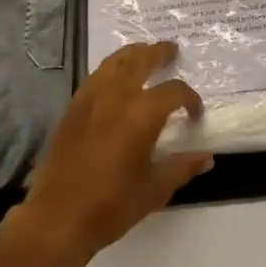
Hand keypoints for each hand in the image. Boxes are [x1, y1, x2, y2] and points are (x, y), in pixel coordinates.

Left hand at [7, 41, 213, 266]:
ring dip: (133, 53)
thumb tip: (207, 157)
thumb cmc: (112, 205)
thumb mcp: (155, 190)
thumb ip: (182, 167)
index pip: (174, 92)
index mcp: (142, 113)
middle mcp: (117, 95)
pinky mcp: (73, 107)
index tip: (195, 113)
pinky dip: (111, 68)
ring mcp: (91, 97)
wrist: (58, 217)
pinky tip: (116, 78)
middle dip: (159, 52)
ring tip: (144, 53)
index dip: (190, 99)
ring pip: (115, 61)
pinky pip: (96, 75)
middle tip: (171, 50)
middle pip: (141, 59)